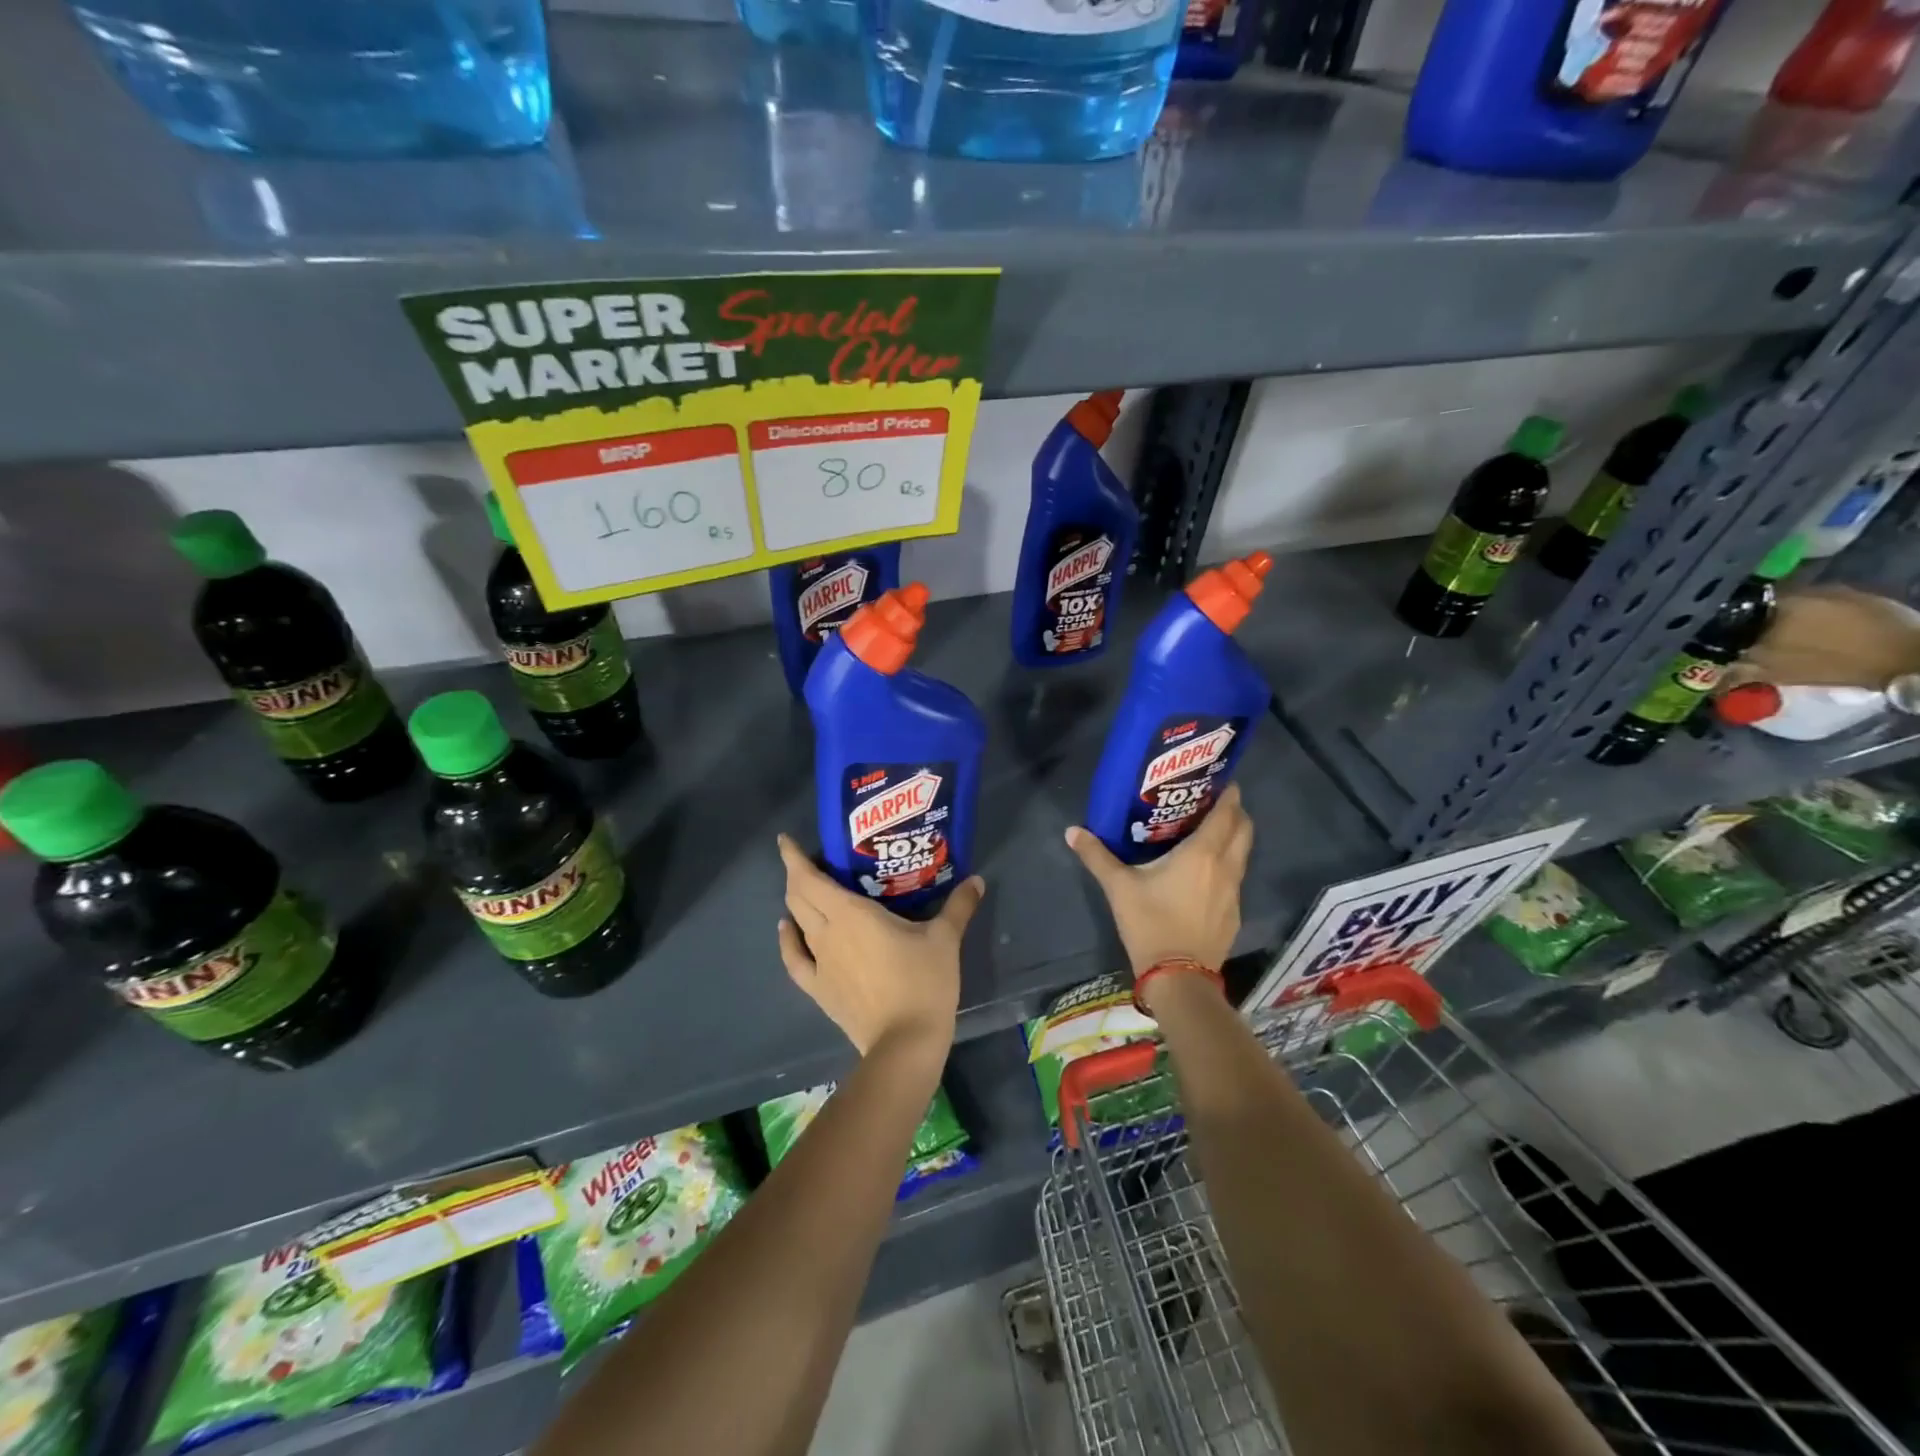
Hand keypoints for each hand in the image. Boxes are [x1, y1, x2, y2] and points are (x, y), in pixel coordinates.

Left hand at [775, 835, 983, 1058]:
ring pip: (796, 922)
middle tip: (805, 860)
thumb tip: (976, 880)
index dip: (793, 857)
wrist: (905, 1043)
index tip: (785, 840)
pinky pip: (794, 959)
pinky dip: (787, 940)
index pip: (810, 878)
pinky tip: (786, 930)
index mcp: (852, 913)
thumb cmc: (923, 983)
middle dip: (795, 874)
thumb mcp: (945, 939)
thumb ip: (958, 906)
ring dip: (795, 902)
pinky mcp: (819, 989)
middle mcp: (827, 932)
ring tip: (802, 889)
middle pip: (799, 896)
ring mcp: (819, 962)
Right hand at [1065, 782, 1252, 976]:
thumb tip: (1072, 831)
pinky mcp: (1234, 914)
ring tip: (1209, 834)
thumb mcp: (1119, 887)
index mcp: (1203, 853)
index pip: (1228, 813)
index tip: (1222, 780)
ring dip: (1233, 839)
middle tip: (1214, 803)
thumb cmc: (1150, 924)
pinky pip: (1236, 878)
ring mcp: (1235, 892)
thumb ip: (1097, 856)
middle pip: (1244, 829)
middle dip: (1236, 813)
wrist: (1178, 978)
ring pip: (1243, 854)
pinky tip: (1205, 874)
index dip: (1229, 794)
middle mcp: (1226, 867)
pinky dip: (1228, 866)